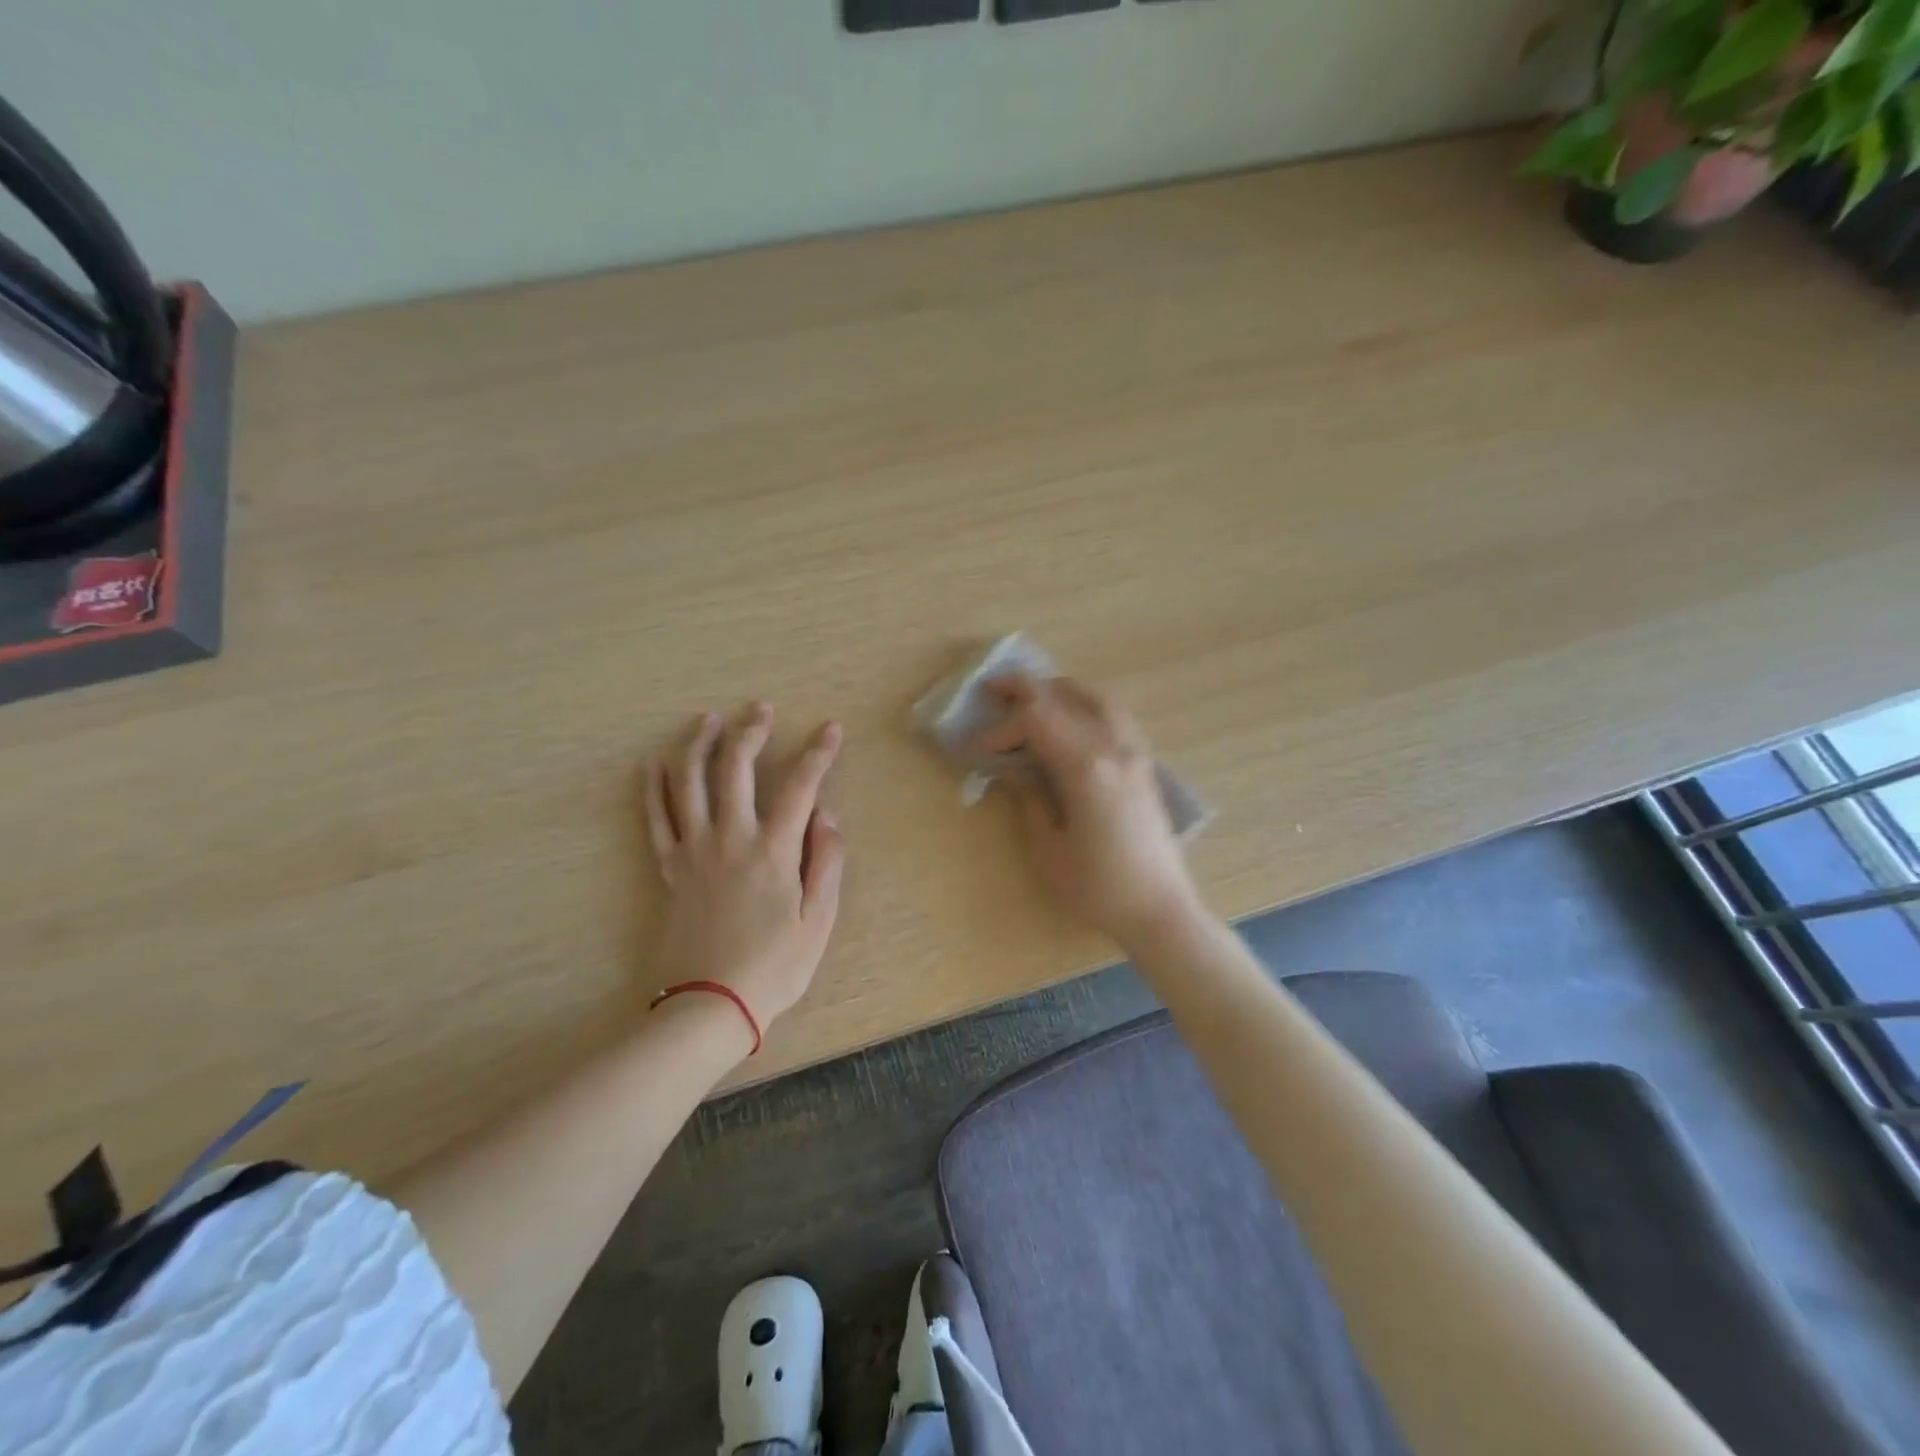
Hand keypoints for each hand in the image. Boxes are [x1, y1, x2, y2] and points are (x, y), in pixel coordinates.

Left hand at [644, 704, 845, 1036]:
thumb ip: (827, 862)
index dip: (818, 753)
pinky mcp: (669, 869)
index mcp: (774, 850)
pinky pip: (655, 819)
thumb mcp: (818, 921)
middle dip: (750, 731)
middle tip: (761, 708)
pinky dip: (652, 788)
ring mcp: (694, 851)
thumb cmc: (774, 967)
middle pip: (736, 769)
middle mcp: (730, 838)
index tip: (831, 728)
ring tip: (707, 719)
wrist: (709, 1005)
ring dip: (698, 745)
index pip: (800, 786)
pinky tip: (651, 763)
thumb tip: (827, 815)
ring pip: (689, 783)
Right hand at [973, 675, 1203, 947]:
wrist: (1160, 910)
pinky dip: (1087, 705)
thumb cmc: (1098, 888)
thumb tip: (1013, 770)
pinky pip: (1115, 716)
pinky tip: (1073, 722)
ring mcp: (1135, 753)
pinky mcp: (1145, 765)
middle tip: (993, 688)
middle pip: (1064, 697)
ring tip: (1033, 697)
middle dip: (1024, 689)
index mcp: (1085, 768)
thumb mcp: (1049, 849)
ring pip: (1096, 698)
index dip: (1000, 729)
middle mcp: (1113, 748)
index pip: (1035, 721)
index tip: (975, 750)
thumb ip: (1030, 800)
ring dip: (1059, 691)